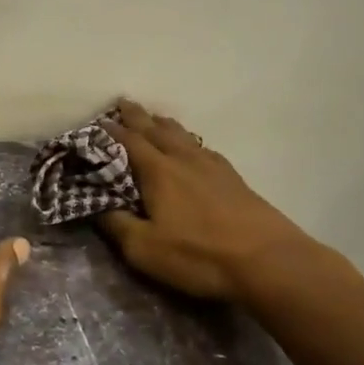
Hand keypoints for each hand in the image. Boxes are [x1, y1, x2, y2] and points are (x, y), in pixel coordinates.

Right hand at [97, 98, 325, 300]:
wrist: (269, 261)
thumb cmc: (199, 255)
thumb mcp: (144, 248)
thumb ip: (116, 224)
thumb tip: (94, 204)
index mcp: (157, 171)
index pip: (127, 141)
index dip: (109, 131)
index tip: (95, 122)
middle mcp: (183, 160)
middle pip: (155, 130)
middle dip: (137, 116)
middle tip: (123, 103)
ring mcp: (212, 167)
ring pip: (182, 135)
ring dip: (164, 124)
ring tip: (154, 117)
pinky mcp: (234, 179)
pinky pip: (203, 148)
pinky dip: (189, 141)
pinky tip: (193, 147)